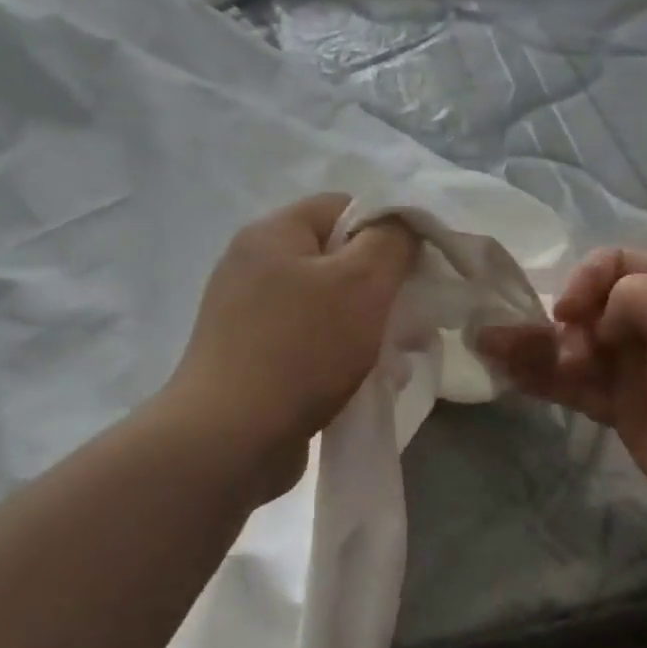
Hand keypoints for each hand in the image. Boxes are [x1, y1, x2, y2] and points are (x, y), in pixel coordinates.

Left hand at [164, 194, 418, 503]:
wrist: (229, 440)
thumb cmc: (301, 350)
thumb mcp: (361, 284)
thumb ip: (392, 242)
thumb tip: (403, 224)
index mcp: (273, 234)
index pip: (344, 207)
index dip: (388, 231)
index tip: (417, 270)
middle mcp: (255, 266)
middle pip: (338, 260)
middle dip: (383, 290)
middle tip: (413, 322)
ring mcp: (249, 316)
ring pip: (329, 307)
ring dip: (368, 329)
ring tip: (398, 361)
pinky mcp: (253, 358)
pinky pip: (311, 343)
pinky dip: (341, 357)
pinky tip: (369, 383)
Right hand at [479, 248, 646, 542]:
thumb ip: (633, 294)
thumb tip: (597, 326)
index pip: (616, 261)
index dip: (585, 279)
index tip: (570, 313)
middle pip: (588, 305)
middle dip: (560, 318)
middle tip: (562, 351)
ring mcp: (636, 369)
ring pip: (572, 346)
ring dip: (531, 344)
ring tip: (487, 343)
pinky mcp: (621, 410)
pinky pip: (572, 385)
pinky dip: (540, 378)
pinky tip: (505, 371)